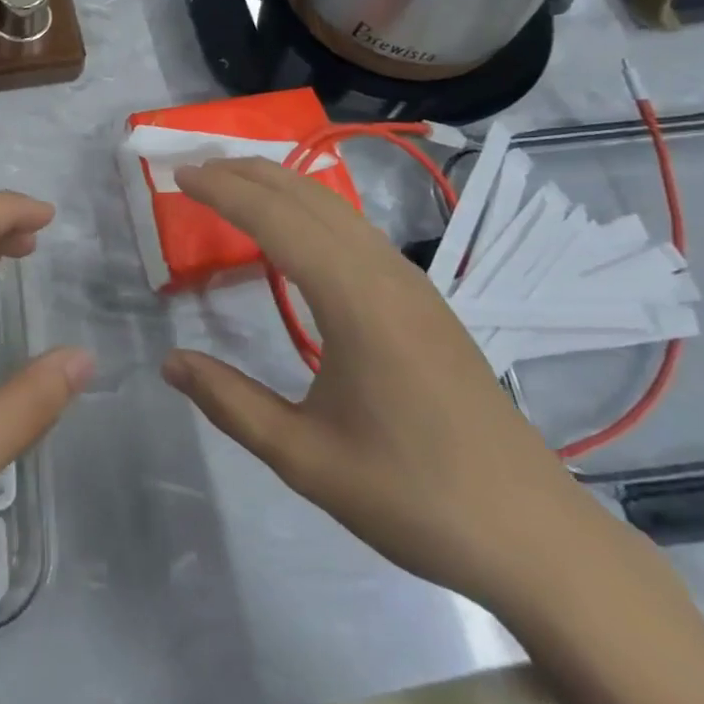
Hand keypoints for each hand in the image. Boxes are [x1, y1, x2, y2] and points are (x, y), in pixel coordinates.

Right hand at [162, 158, 605, 613]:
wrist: (534, 537)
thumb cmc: (413, 496)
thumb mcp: (304, 458)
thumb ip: (230, 402)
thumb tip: (169, 361)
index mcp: (355, 301)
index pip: (277, 221)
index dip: (224, 192)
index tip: (179, 175)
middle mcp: (385, 275)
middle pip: (309, 197)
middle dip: (249, 172)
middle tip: (196, 167)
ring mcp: (413, 285)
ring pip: (338, 209)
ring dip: (282, 186)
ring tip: (234, 183)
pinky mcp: (426, 302)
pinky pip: (357, 231)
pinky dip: (311, 209)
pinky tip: (296, 230)